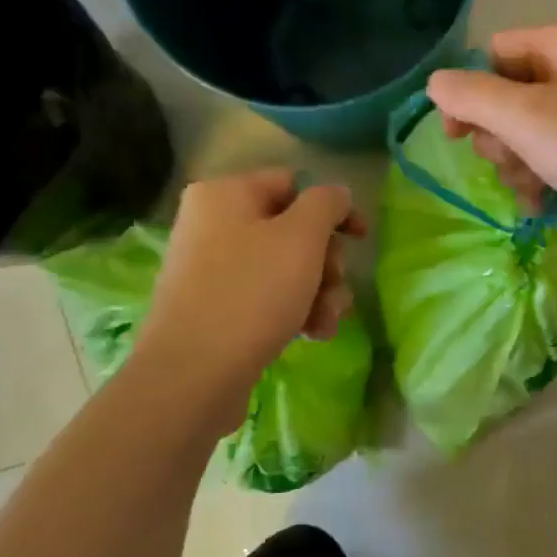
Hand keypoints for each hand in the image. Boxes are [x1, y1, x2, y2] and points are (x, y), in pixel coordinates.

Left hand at [134, 170, 364, 393]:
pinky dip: (294, 312)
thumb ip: (326, 204)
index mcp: (226, 195)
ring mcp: (212, 269)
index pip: (293, 184)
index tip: (361, 239)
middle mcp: (213, 225)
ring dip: (319, 293)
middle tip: (335, 287)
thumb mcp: (301, 238)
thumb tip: (335, 193)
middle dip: (326, 263)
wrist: (194, 373)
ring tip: (325, 322)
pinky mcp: (216, 309)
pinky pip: (266, 298)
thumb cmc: (252, 293)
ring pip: (286, 269)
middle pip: (292, 230)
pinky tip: (311, 335)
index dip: (334, 209)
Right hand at [426, 20, 556, 251]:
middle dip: (501, 137)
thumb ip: (471, 97)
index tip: (459, 138)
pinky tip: (545, 206)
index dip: (471, 93)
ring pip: (531, 132)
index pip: (495, 53)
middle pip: (511, 94)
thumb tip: (435, 83)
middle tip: (513, 163)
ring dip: (520, 165)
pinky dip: (545, 179)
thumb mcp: (526, 119)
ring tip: (534, 190)